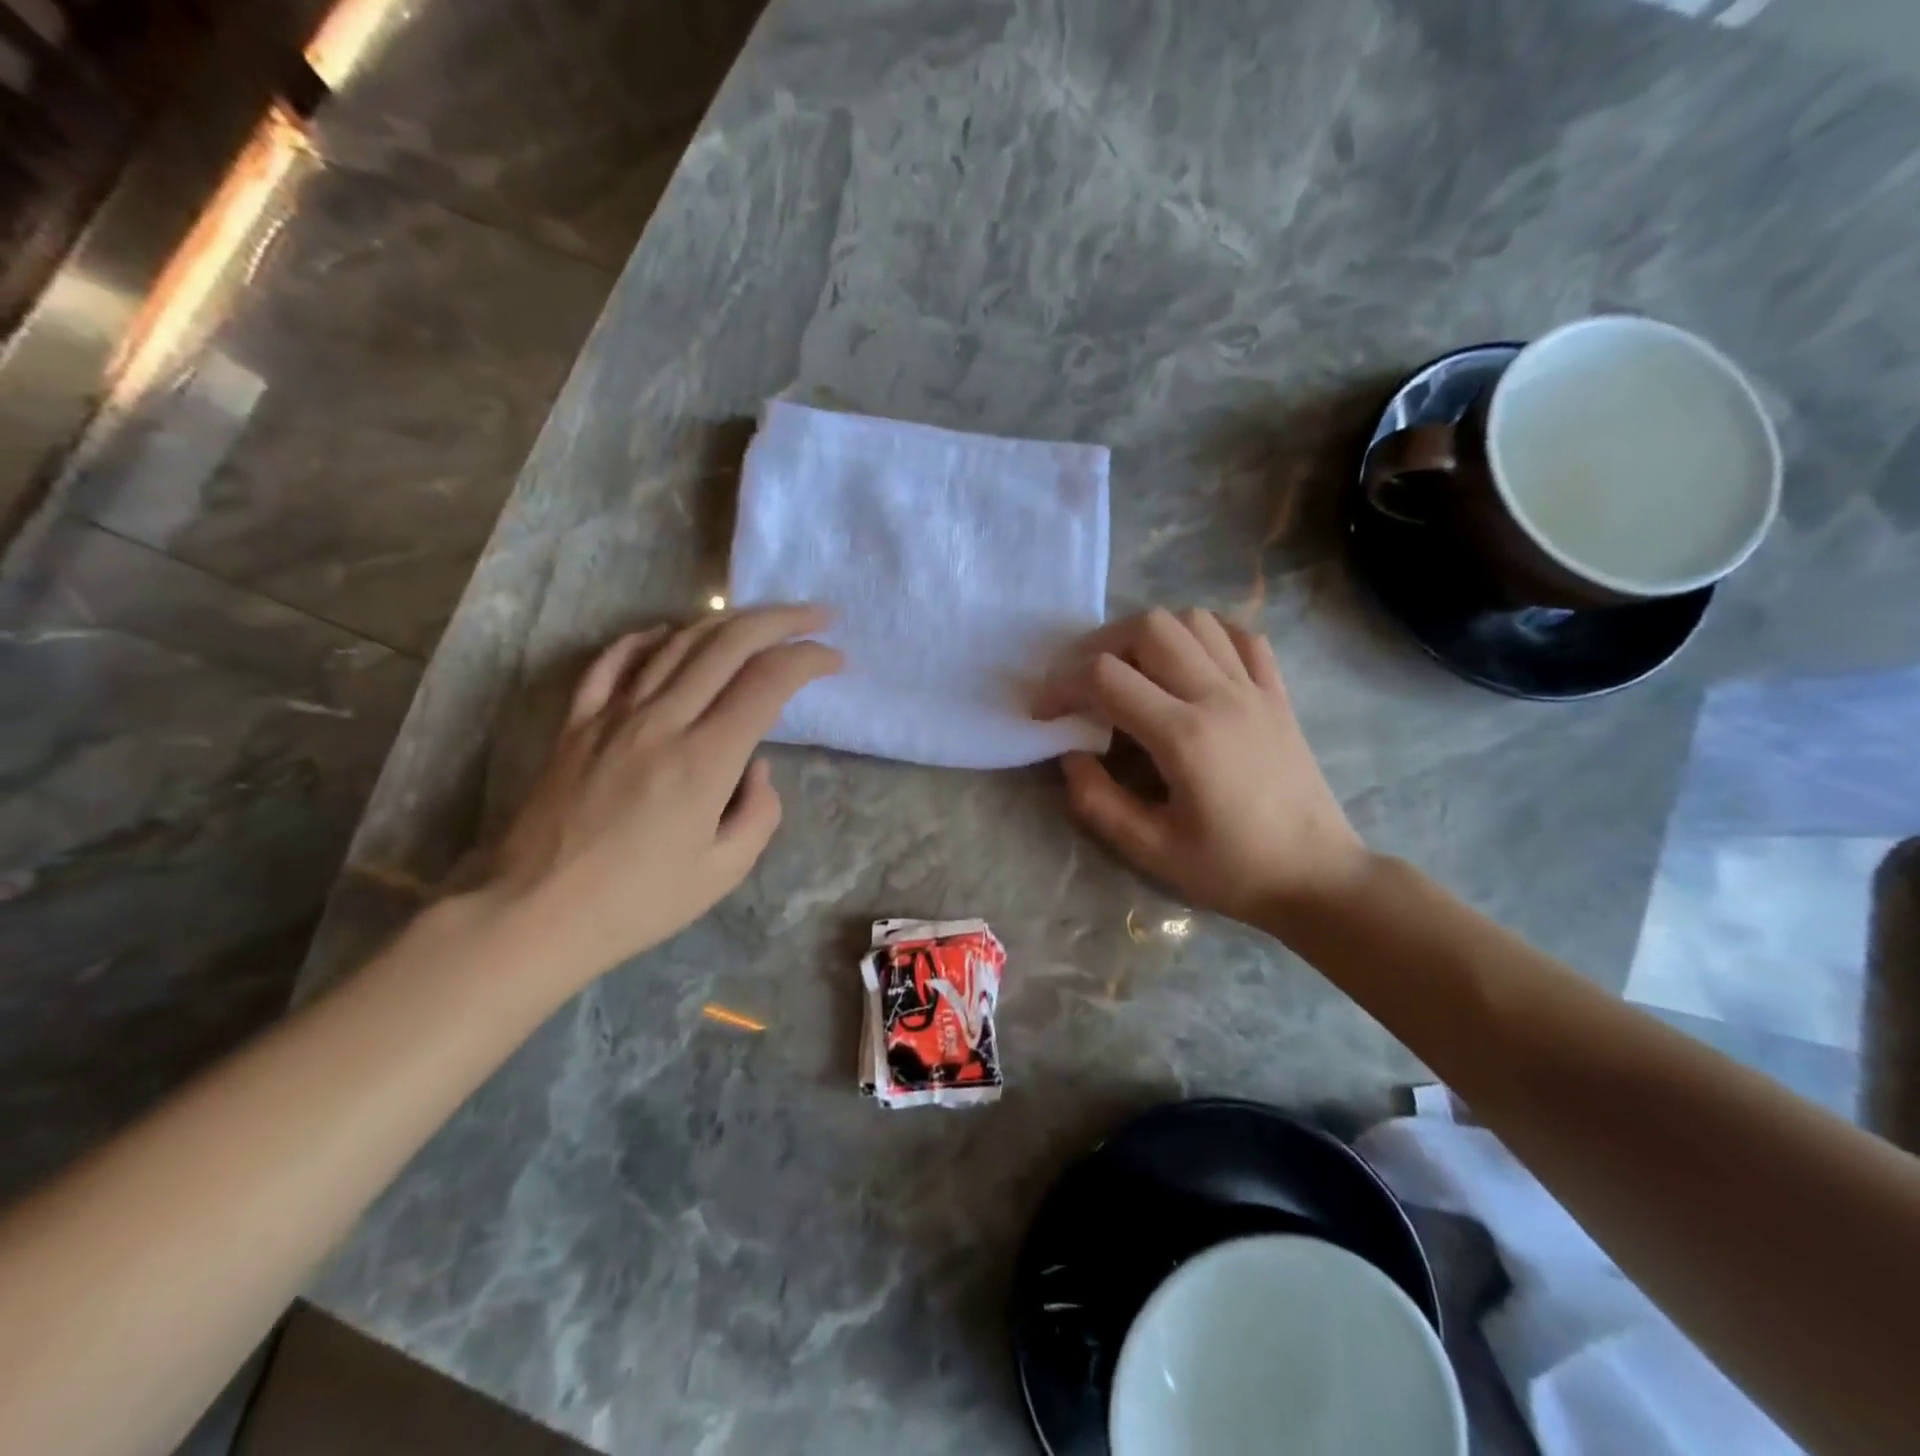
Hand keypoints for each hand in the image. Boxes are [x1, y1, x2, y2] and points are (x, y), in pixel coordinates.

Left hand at [475, 605, 839, 983]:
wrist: (533, 914)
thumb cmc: (638, 902)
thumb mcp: (725, 871)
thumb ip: (759, 811)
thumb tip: (755, 764)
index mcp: (705, 760)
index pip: (768, 682)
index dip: (808, 658)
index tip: (834, 658)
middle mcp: (661, 721)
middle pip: (728, 645)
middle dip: (780, 621)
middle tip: (815, 615)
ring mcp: (613, 716)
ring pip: (677, 643)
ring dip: (726, 621)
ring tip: (759, 618)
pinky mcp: (576, 723)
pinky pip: (613, 662)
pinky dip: (648, 639)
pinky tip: (669, 634)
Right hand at [1034, 608, 1368, 926]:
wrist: (1318, 878)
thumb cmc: (1233, 870)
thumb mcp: (1152, 851)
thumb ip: (1098, 801)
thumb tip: (1071, 755)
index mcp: (1184, 736)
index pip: (1105, 677)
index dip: (1061, 685)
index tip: (1044, 711)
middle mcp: (1219, 696)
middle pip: (1149, 627)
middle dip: (1100, 645)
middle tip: (1083, 681)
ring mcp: (1254, 689)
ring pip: (1194, 620)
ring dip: (1150, 633)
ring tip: (1131, 669)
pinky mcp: (1278, 694)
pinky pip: (1241, 636)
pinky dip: (1206, 634)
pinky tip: (1189, 662)